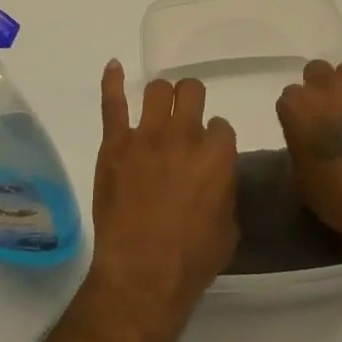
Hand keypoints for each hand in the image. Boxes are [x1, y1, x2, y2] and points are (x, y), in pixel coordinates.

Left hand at [85, 61, 238, 335]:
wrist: (142, 274)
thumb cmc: (191, 260)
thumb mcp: (228, 228)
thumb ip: (225, 192)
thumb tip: (217, 179)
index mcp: (217, 155)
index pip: (220, 126)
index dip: (214, 138)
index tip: (207, 152)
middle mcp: (184, 135)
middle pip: (191, 92)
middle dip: (191, 101)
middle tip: (185, 117)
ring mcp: (147, 136)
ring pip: (158, 89)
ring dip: (162, 96)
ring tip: (159, 106)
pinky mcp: (115, 143)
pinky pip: (113, 102)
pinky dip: (113, 82)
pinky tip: (114, 67)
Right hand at [277, 60, 341, 260]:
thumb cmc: (336, 197)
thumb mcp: (302, 177)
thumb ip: (301, 146)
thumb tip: (310, 141)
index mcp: (298, 107)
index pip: (289, 97)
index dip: (297, 113)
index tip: (303, 129)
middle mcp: (327, 89)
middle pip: (316, 71)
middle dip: (318, 87)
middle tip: (326, 112)